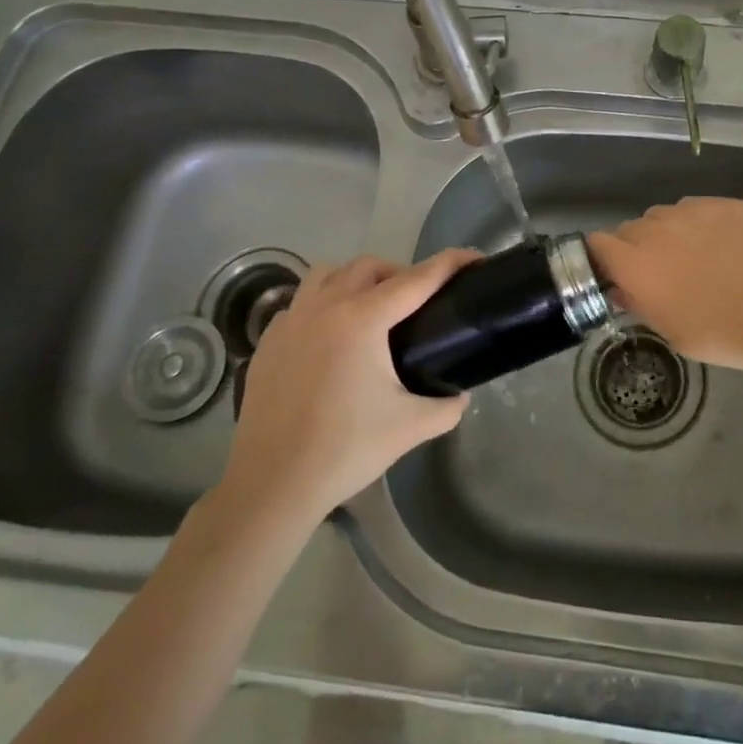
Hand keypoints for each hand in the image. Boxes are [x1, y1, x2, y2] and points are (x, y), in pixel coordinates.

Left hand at [214, 249, 478, 525]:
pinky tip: (331, 339)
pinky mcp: (268, 342)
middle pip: (370, 266)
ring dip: (357, 279)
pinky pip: (301, 303)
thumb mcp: (411, 427)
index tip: (474, 257)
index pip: (417, 279)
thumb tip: (460, 395)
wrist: (272, 485)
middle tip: (418, 303)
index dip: (450, 264)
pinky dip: (323, 305)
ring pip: (329, 273)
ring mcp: (291, 321)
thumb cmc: (345, 450)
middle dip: (401, 273)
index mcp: (363, 319)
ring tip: (372, 309)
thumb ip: (446, 406)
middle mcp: (325, 306)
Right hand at [588, 197, 742, 370]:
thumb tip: (628, 290)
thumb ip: (645, 307)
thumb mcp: (679, 335)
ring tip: (699, 260)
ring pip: (664, 216)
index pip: (596, 245)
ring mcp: (693, 210)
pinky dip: (701, 225)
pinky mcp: (725, 202)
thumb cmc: (733, 332)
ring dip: (669, 235)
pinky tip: (727, 247)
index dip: (601, 260)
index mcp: (637, 265)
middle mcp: (657, 229)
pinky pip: (698, 209)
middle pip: (630, 229)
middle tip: (664, 278)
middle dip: (637, 251)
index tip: (616, 279)